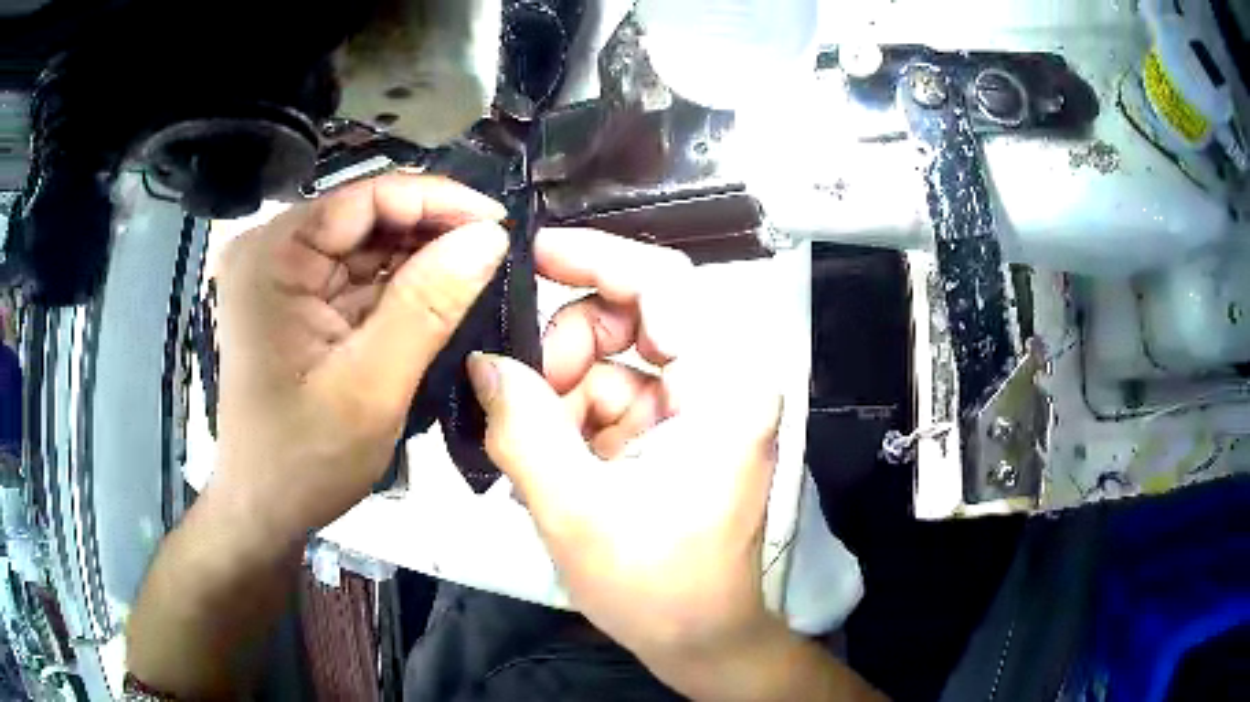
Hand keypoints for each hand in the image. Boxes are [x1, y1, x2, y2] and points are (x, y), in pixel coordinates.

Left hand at [213, 173, 506, 542]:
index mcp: (272, 256)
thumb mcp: (371, 386)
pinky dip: (400, 289)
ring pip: (367, 246)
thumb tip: (490, 237)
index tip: (500, 224)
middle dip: (432, 235)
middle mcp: (271, 250)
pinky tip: (438, 301)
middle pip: (366, 217)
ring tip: (477, 278)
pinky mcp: (295, 301)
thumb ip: (428, 305)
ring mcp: (281, 276)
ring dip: (421, 262)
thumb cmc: (304, 460)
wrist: (264, 511)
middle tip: (497, 256)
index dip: (438, 201)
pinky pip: (358, 278)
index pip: (365, 197)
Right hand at [467, 229, 784, 676]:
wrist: (701, 639)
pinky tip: (555, 466)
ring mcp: (701, 406)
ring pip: (614, 359)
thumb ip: (521, 427)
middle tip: (523, 398)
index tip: (532, 255)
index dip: (595, 257)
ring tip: (539, 454)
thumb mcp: (575, 510)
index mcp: (725, 388)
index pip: (665, 283)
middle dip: (567, 350)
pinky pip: (615, 396)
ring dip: (565, 395)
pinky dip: (576, 419)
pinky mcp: (679, 430)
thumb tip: (483, 363)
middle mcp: (724, 381)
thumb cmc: (656, 588)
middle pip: (633, 317)